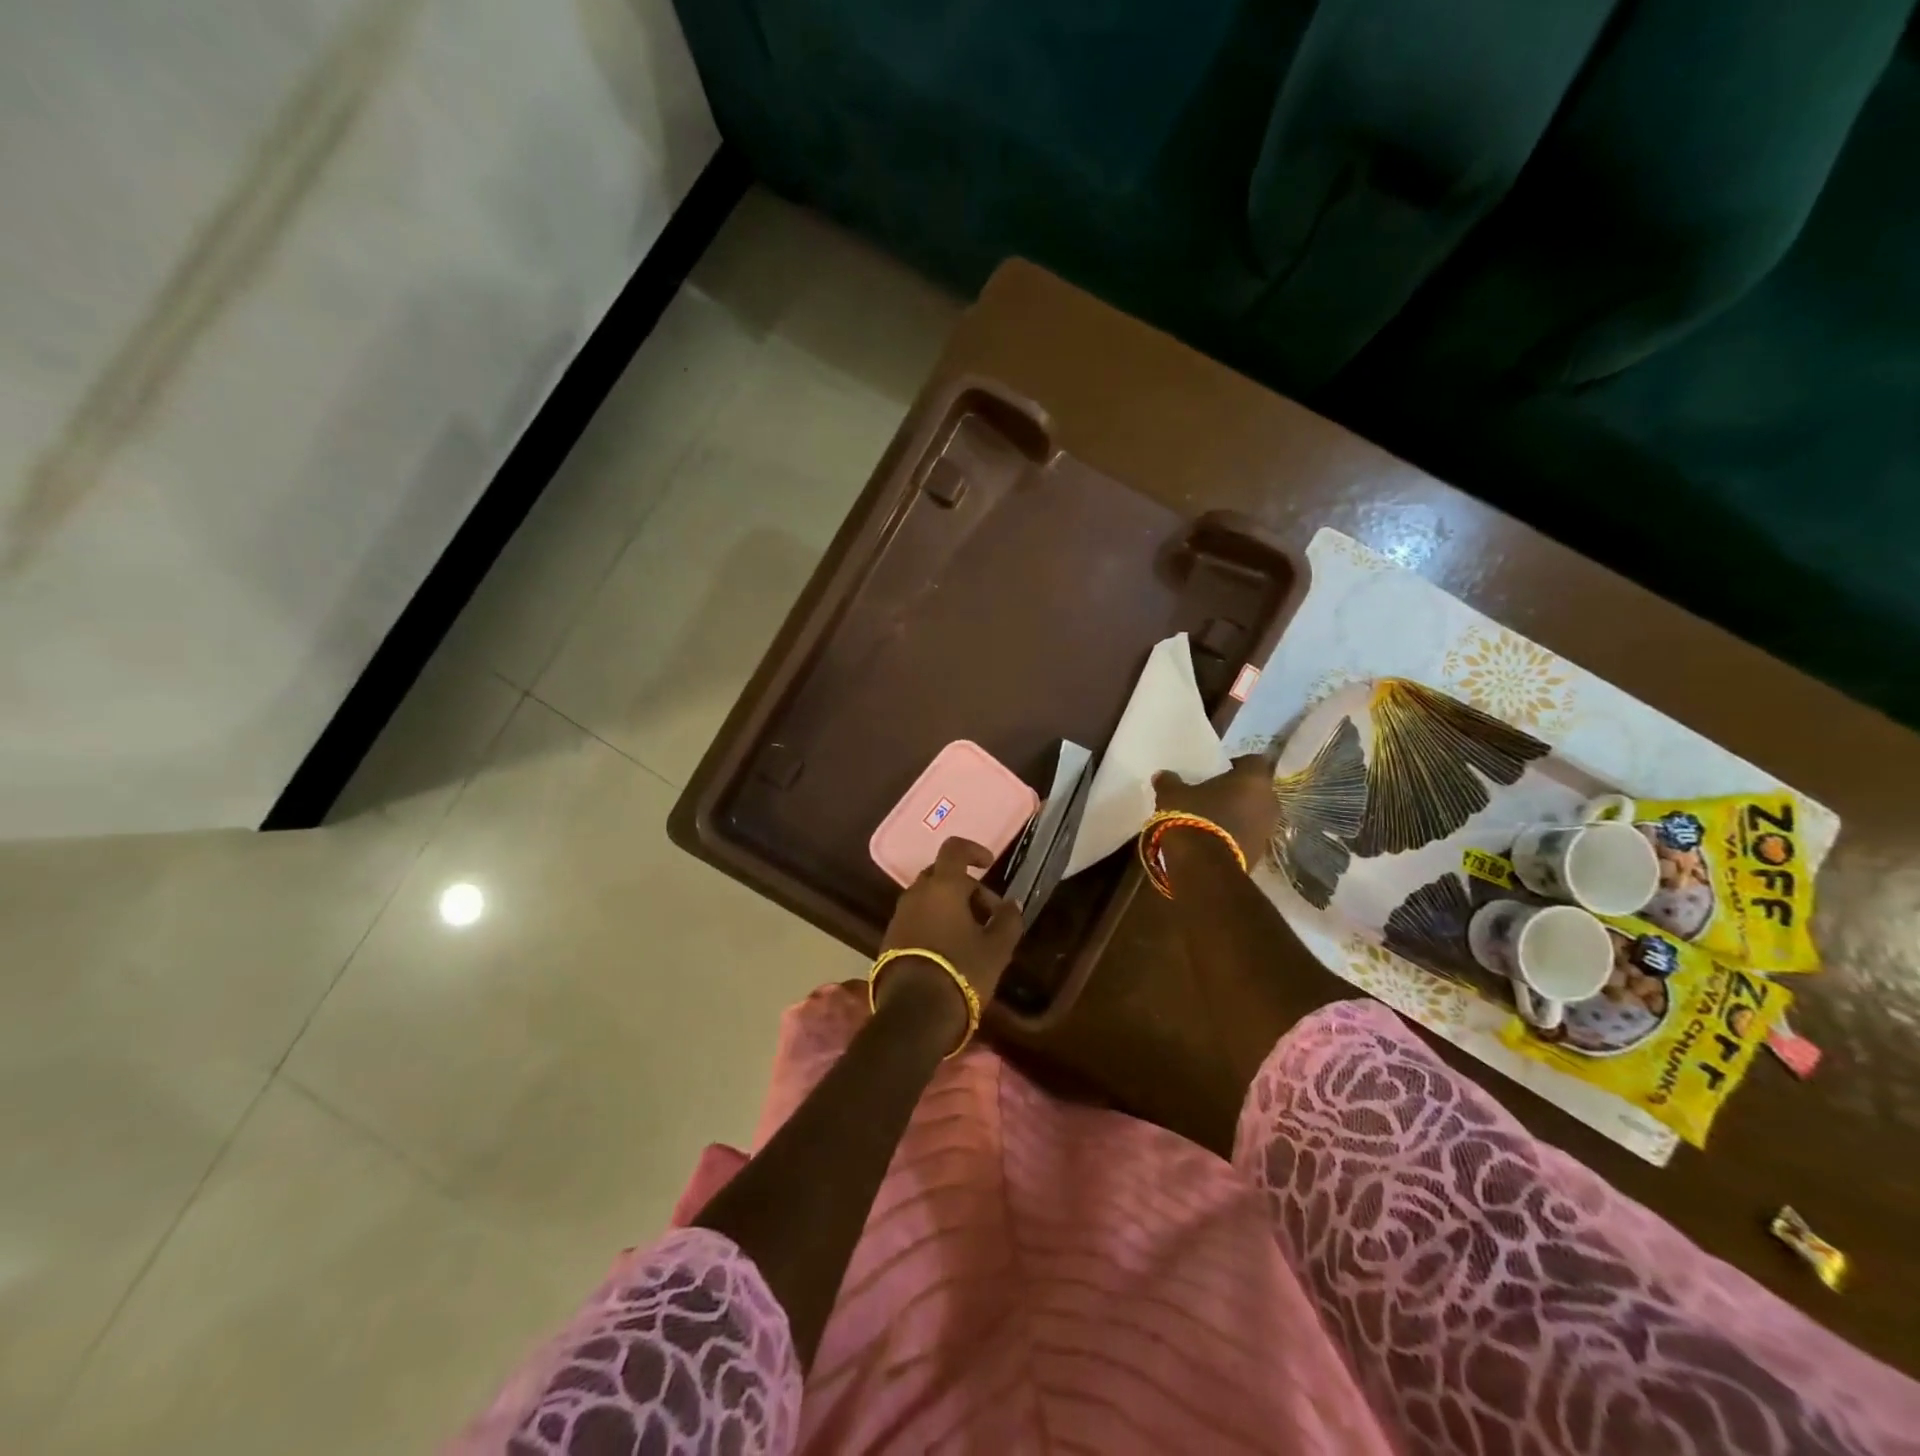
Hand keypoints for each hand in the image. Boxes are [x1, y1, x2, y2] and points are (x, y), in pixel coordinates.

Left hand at [879, 838, 1023, 1004]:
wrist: (914, 1011)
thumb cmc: (962, 970)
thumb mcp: (996, 948)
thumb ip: (1007, 920)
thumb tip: (1011, 904)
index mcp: (943, 886)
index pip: (954, 849)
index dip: (973, 851)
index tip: (988, 865)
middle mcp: (916, 893)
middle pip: (941, 875)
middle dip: (966, 888)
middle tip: (987, 914)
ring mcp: (899, 915)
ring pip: (928, 898)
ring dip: (949, 907)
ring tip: (970, 936)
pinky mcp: (889, 938)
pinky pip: (915, 918)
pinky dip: (933, 922)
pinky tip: (948, 949)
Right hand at [1152, 754, 1278, 861]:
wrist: (1203, 867)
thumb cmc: (1193, 817)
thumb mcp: (1173, 794)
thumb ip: (1169, 781)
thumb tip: (1162, 775)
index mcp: (1254, 779)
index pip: (1253, 760)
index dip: (1236, 764)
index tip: (1217, 771)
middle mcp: (1269, 801)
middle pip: (1256, 789)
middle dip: (1238, 791)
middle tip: (1213, 794)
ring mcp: (1267, 830)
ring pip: (1254, 813)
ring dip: (1238, 814)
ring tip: (1212, 818)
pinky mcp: (1260, 853)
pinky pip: (1249, 835)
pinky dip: (1236, 834)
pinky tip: (1213, 837)